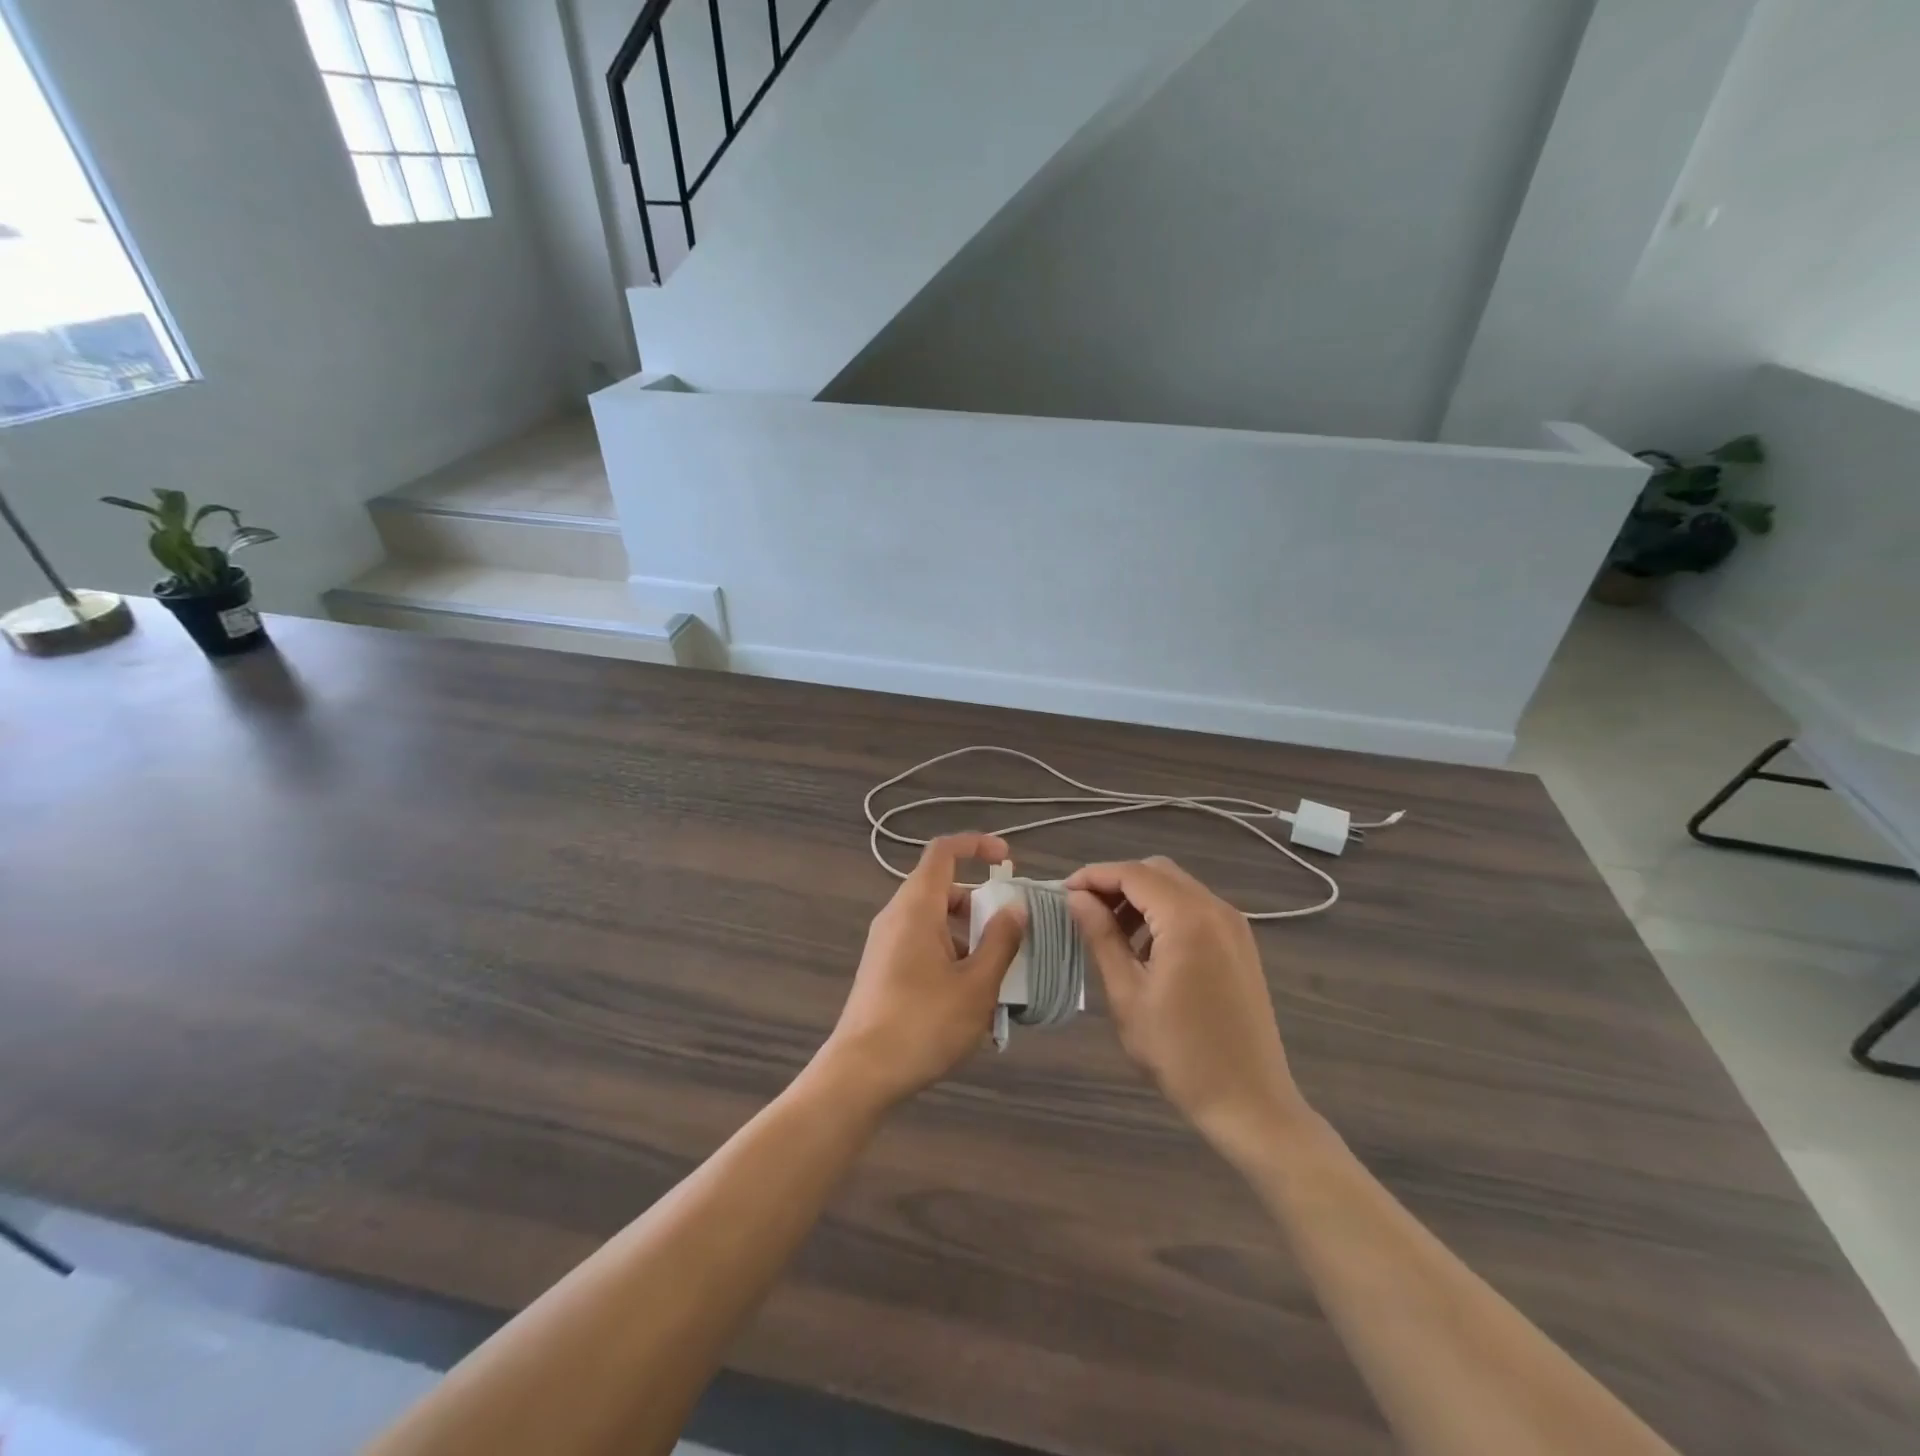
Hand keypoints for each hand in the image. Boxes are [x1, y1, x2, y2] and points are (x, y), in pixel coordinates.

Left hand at [816, 833, 1026, 1111]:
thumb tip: (1016, 906)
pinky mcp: (884, 970)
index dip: (977, 845)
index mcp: (917, 907)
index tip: (1008, 860)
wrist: (860, 1075)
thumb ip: (1001, 941)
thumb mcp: (976, 985)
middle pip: (944, 890)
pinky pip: (924, 948)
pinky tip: (971, 1003)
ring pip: (936, 923)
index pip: (944, 851)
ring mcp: (887, 944)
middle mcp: (897, 917)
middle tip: (1012, 937)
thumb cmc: (923, 1023)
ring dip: (970, 940)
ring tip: (998, 982)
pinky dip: (952, 959)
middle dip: (982, 906)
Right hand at [1067, 857, 1304, 1152]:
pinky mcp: (1241, 944)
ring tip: (1109, 931)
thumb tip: (1076, 898)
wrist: (1250, 1103)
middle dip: (1115, 882)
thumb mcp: (1128, 995)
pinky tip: (1145, 947)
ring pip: (1177, 887)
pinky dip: (1164, 912)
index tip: (1061, 893)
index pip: (1132, 873)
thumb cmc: (1180, 1053)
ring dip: (1140, 897)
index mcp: (1188, 918)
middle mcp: (1215, 909)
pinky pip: (1195, 908)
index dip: (1092, 876)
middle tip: (1083, 910)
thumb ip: (1101, 937)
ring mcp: (1234, 925)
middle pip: (1156, 872)